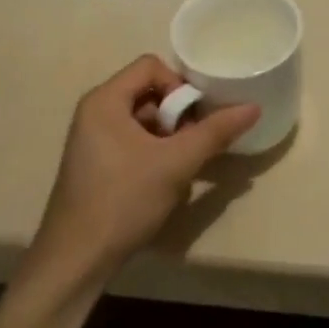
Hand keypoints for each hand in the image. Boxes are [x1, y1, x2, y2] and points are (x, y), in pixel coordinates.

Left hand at [27, 55, 258, 287]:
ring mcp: (92, 139)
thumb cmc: (123, 201)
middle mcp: (95, 111)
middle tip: (192, 146)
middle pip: (148, 92)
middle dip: (176, 116)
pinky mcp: (95, 164)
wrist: (75, 261)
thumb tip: (253, 107)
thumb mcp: (176, 164)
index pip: (151, 66)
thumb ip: (214, 132)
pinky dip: (153, 154)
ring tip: (180, 168)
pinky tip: (163, 184)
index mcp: (105, 99)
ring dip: (168, 139)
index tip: (194, 119)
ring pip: (143, 120)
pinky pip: (131, 141)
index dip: (179, 85)